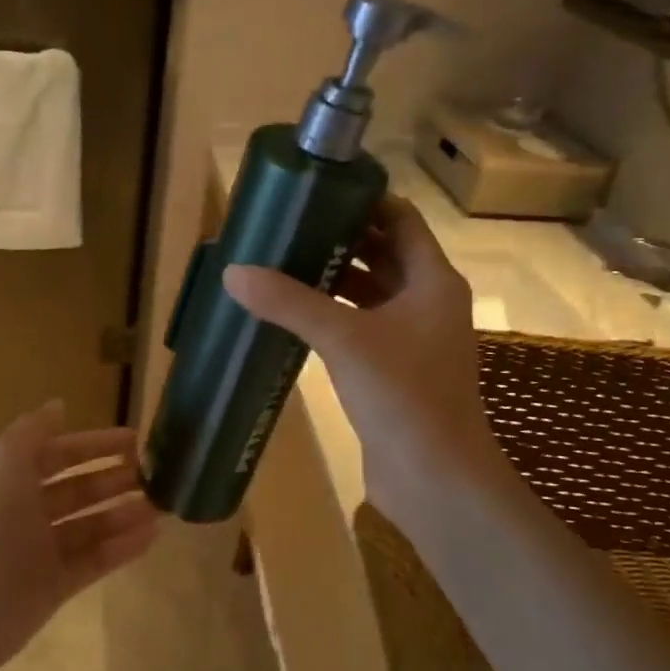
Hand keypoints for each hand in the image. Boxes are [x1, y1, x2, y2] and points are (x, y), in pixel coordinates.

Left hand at [0, 402, 160, 670]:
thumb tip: (58, 404)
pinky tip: (152, 537)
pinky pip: (94, 561)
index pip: (59, 454)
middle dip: (115, 479)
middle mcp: (26, 511)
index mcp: (12, 479)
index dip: (95, 444)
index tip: (135, 440)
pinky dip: (122, 548)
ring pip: (91, 526)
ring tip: (161, 506)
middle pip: (79, 490)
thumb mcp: (5, 462)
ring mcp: (41, 551)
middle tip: (155, 475)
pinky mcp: (54, 587)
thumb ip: (33, 430)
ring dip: (124, 513)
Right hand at [223, 194, 511, 528]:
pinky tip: (294, 317)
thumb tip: (233, 271)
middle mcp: (428, 303)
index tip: (318, 190)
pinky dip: (333, 317)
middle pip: (384, 254)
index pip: (401, 220)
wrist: (435, 480)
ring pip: (371, 294)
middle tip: (289, 226)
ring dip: (334, 279)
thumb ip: (289, 302)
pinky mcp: (394, 372)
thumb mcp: (343, 339)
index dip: (365, 201)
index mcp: (433, 281)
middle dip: (340, 239)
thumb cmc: (403, 396)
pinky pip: (362, 329)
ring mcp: (413, 340)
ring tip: (283, 263)